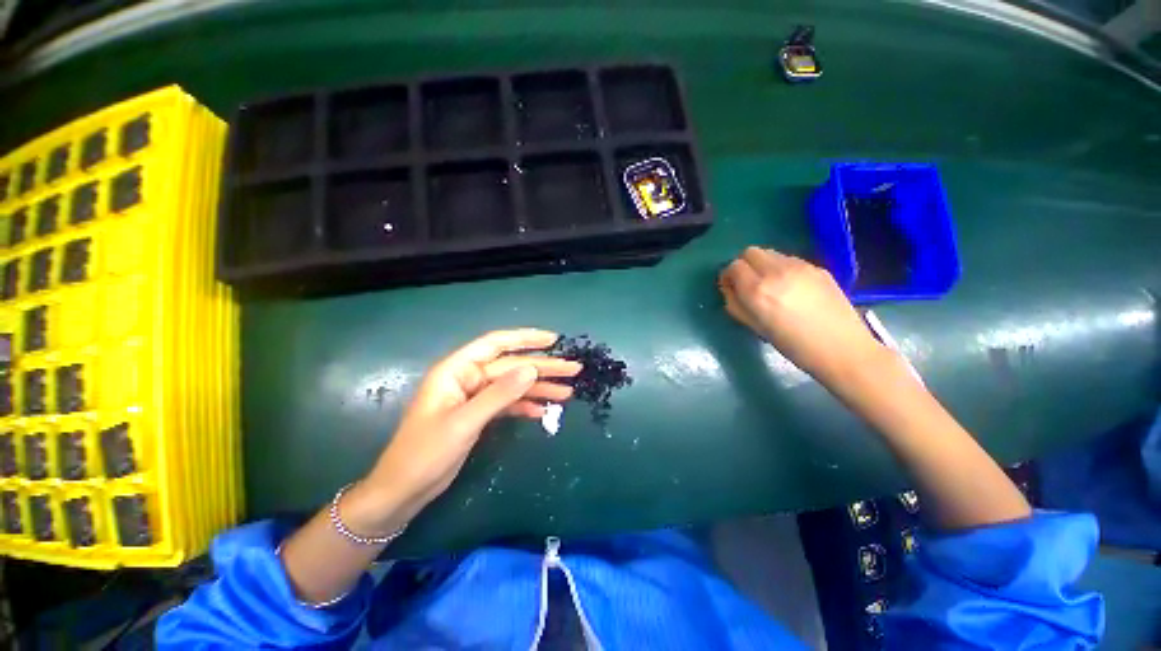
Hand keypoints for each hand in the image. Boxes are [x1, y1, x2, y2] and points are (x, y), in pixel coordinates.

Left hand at [347, 329, 581, 533]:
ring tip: (567, 392)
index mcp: (457, 370)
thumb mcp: (464, 422)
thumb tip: (532, 369)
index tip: (553, 340)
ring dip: (540, 388)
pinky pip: (508, 403)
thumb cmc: (425, 453)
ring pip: (513, 385)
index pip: (496, 343)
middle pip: (512, 366)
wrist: (404, 490)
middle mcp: (468, 378)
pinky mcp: (480, 414)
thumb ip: (499, 394)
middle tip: (573, 369)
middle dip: (543, 367)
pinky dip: (526, 405)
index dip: (526, 338)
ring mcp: (475, 396)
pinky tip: (544, 410)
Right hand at [719, 247, 884, 383]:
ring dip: (763, 265)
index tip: (732, 288)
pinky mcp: (817, 267)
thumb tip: (730, 289)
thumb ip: (735, 304)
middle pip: (751, 252)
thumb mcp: (754, 327)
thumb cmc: (793, 345)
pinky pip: (790, 260)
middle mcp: (776, 271)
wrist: (842, 348)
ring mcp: (800, 266)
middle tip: (748, 283)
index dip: (729, 276)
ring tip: (771, 286)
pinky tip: (792, 288)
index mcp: (757, 290)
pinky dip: (782, 268)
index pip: (734, 266)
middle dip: (744, 265)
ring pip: (771, 253)